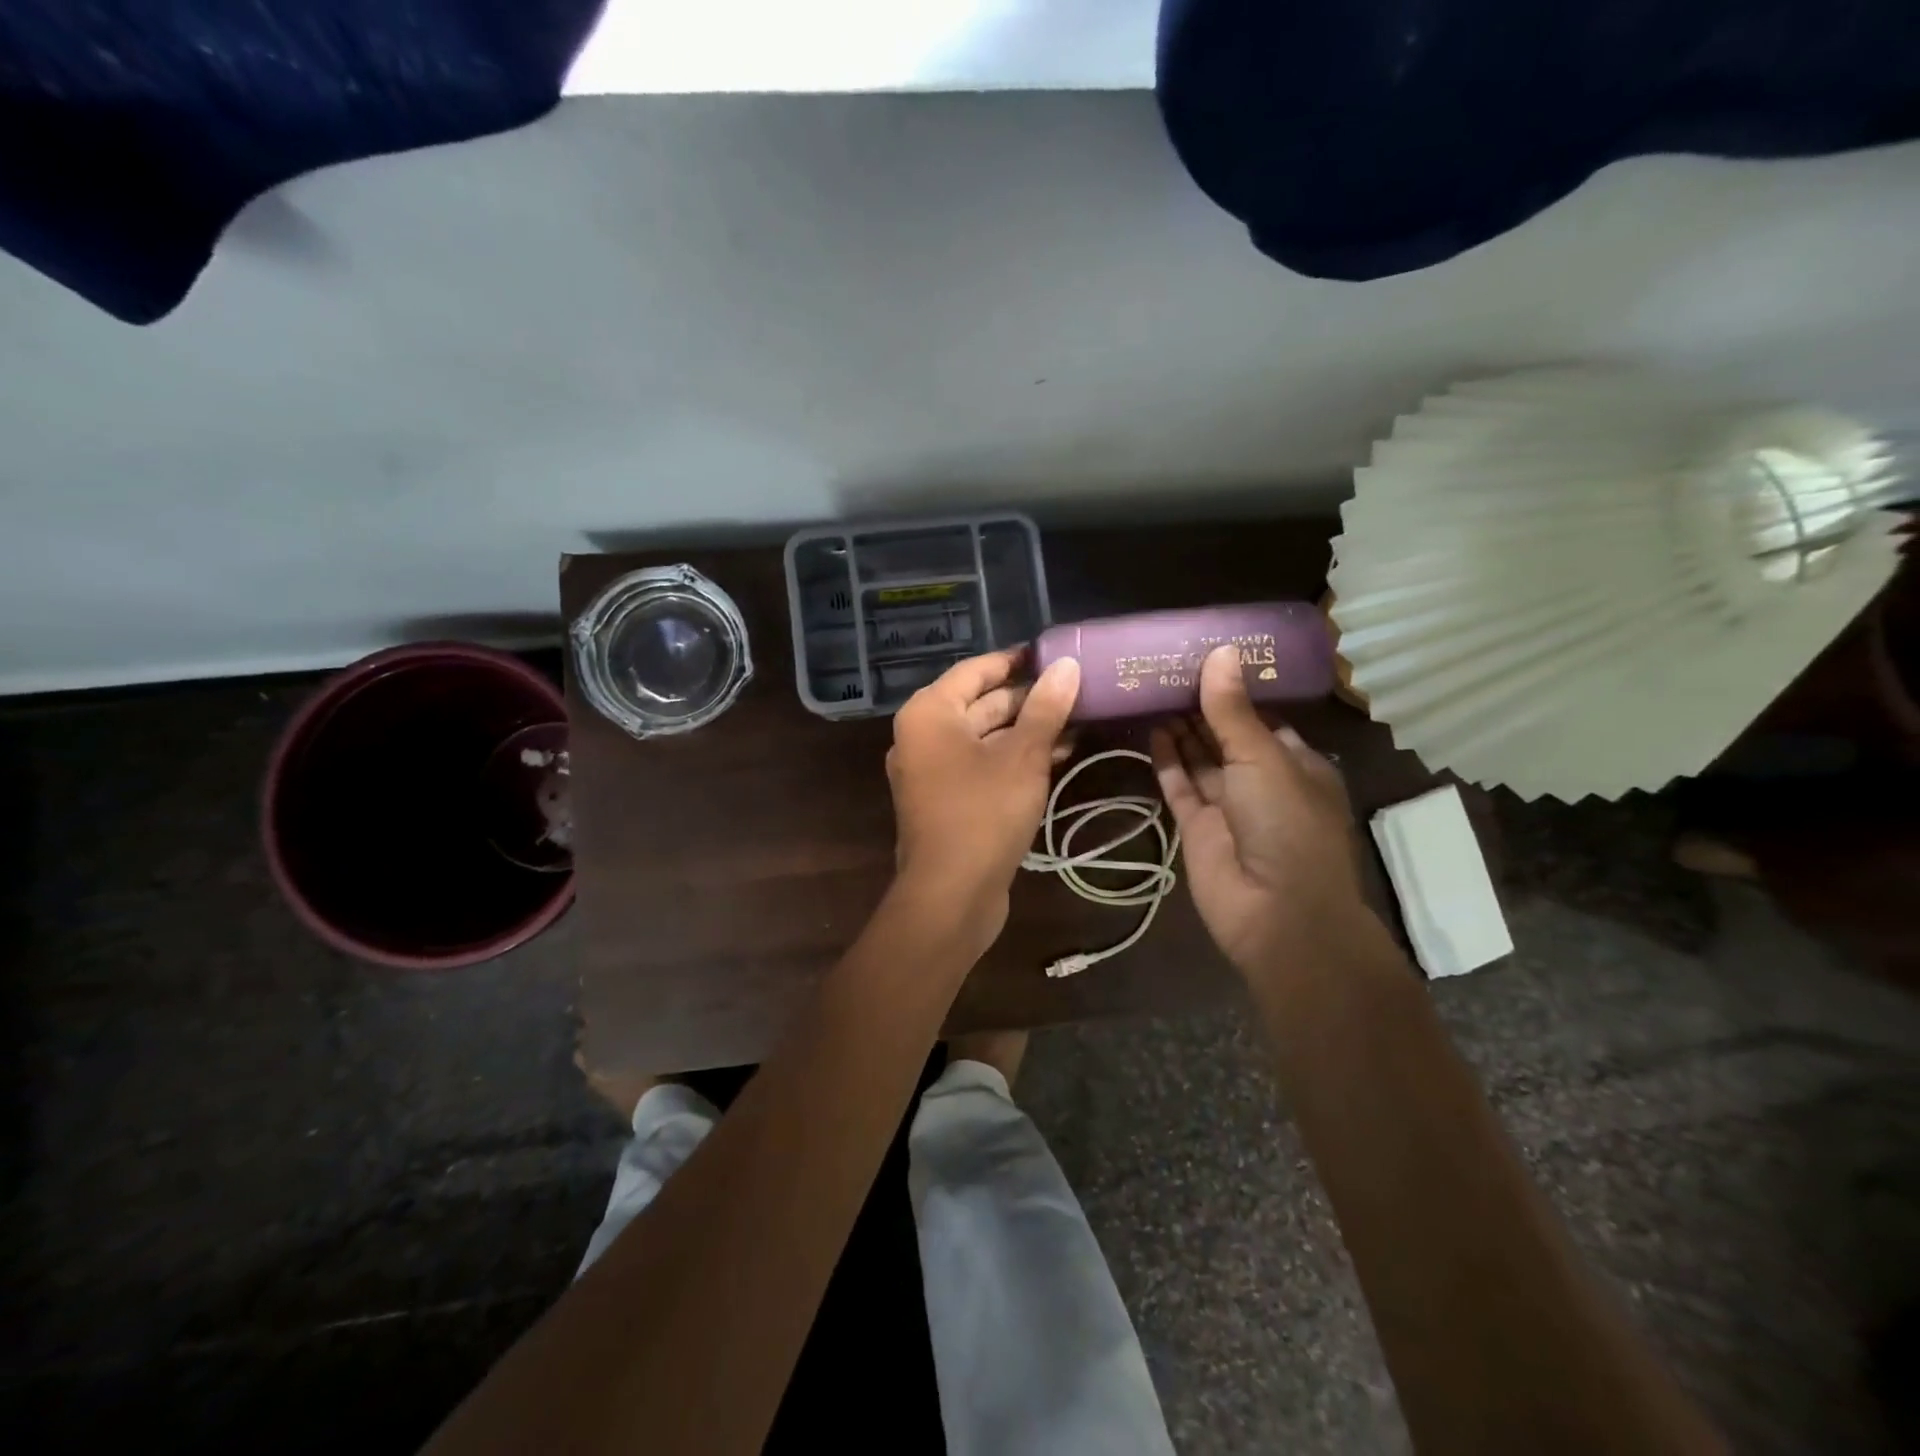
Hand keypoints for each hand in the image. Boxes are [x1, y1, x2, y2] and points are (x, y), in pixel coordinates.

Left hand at [886, 649, 1080, 941]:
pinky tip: (1058, 755)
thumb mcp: (1023, 756)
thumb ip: (1046, 707)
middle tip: (1077, 690)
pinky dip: (1015, 759)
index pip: (976, 670)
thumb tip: (1067, 666)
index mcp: (930, 713)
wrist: (951, 895)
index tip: (1055, 654)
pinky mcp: (947, 801)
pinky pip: (982, 765)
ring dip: (1028, 731)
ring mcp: (932, 771)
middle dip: (1029, 699)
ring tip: (1079, 721)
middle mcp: (923, 736)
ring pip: (985, 738)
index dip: (1016, 660)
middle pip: (981, 704)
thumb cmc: (983, 812)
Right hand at [1150, 646, 1372, 981]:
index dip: (1233, 689)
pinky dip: (1166, 760)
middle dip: (1200, 706)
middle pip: (1226, 735)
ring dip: (1180, 729)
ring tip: (1151, 689)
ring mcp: (1227, 805)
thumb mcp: (1264, 759)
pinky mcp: (1196, 827)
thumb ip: (1234, 712)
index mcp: (1294, 762)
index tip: (1202, 657)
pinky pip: (1179, 786)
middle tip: (1165, 668)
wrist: (1277, 913)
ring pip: (1200, 759)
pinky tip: (1149, 729)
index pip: (1261, 717)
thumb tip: (1221, 652)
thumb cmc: (1287, 825)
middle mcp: (1261, 781)